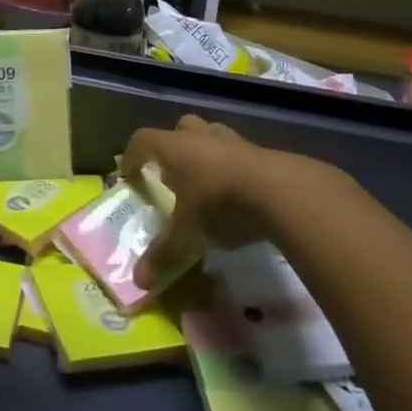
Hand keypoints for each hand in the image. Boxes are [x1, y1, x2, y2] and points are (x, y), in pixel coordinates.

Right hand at [123, 114, 355, 287]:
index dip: (131, 157)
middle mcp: (201, 136)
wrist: (283, 193)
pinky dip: (232, 168)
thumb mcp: (188, 234)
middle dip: (172, 148)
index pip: (142, 140)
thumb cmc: (220, 204)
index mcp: (175, 148)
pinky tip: (237, 194)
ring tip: (205, 183)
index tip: (128, 176)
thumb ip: (163, 254)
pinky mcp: (262, 152)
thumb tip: (138, 281)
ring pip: (211, 136)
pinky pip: (238, 154)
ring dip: (205, 154)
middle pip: (179, 129)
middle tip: (171, 174)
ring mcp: (234, 140)